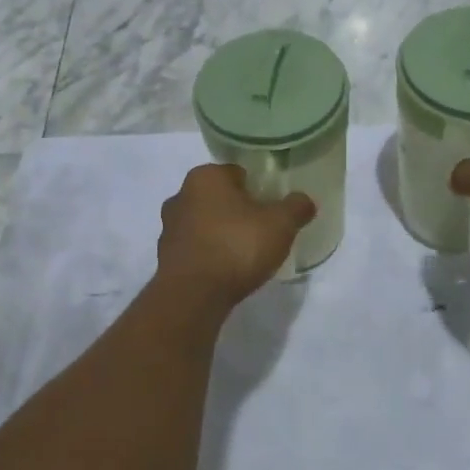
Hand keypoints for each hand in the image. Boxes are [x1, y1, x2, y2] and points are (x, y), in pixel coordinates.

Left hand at [156, 164, 315, 309]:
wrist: (193, 296)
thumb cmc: (237, 246)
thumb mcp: (280, 224)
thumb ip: (296, 207)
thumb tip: (305, 201)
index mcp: (205, 176)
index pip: (237, 173)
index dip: (258, 188)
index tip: (272, 208)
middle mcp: (181, 195)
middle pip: (219, 197)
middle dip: (238, 210)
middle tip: (262, 229)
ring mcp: (169, 227)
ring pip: (204, 222)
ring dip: (221, 233)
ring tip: (245, 253)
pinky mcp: (165, 257)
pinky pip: (195, 248)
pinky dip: (209, 254)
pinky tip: (226, 270)